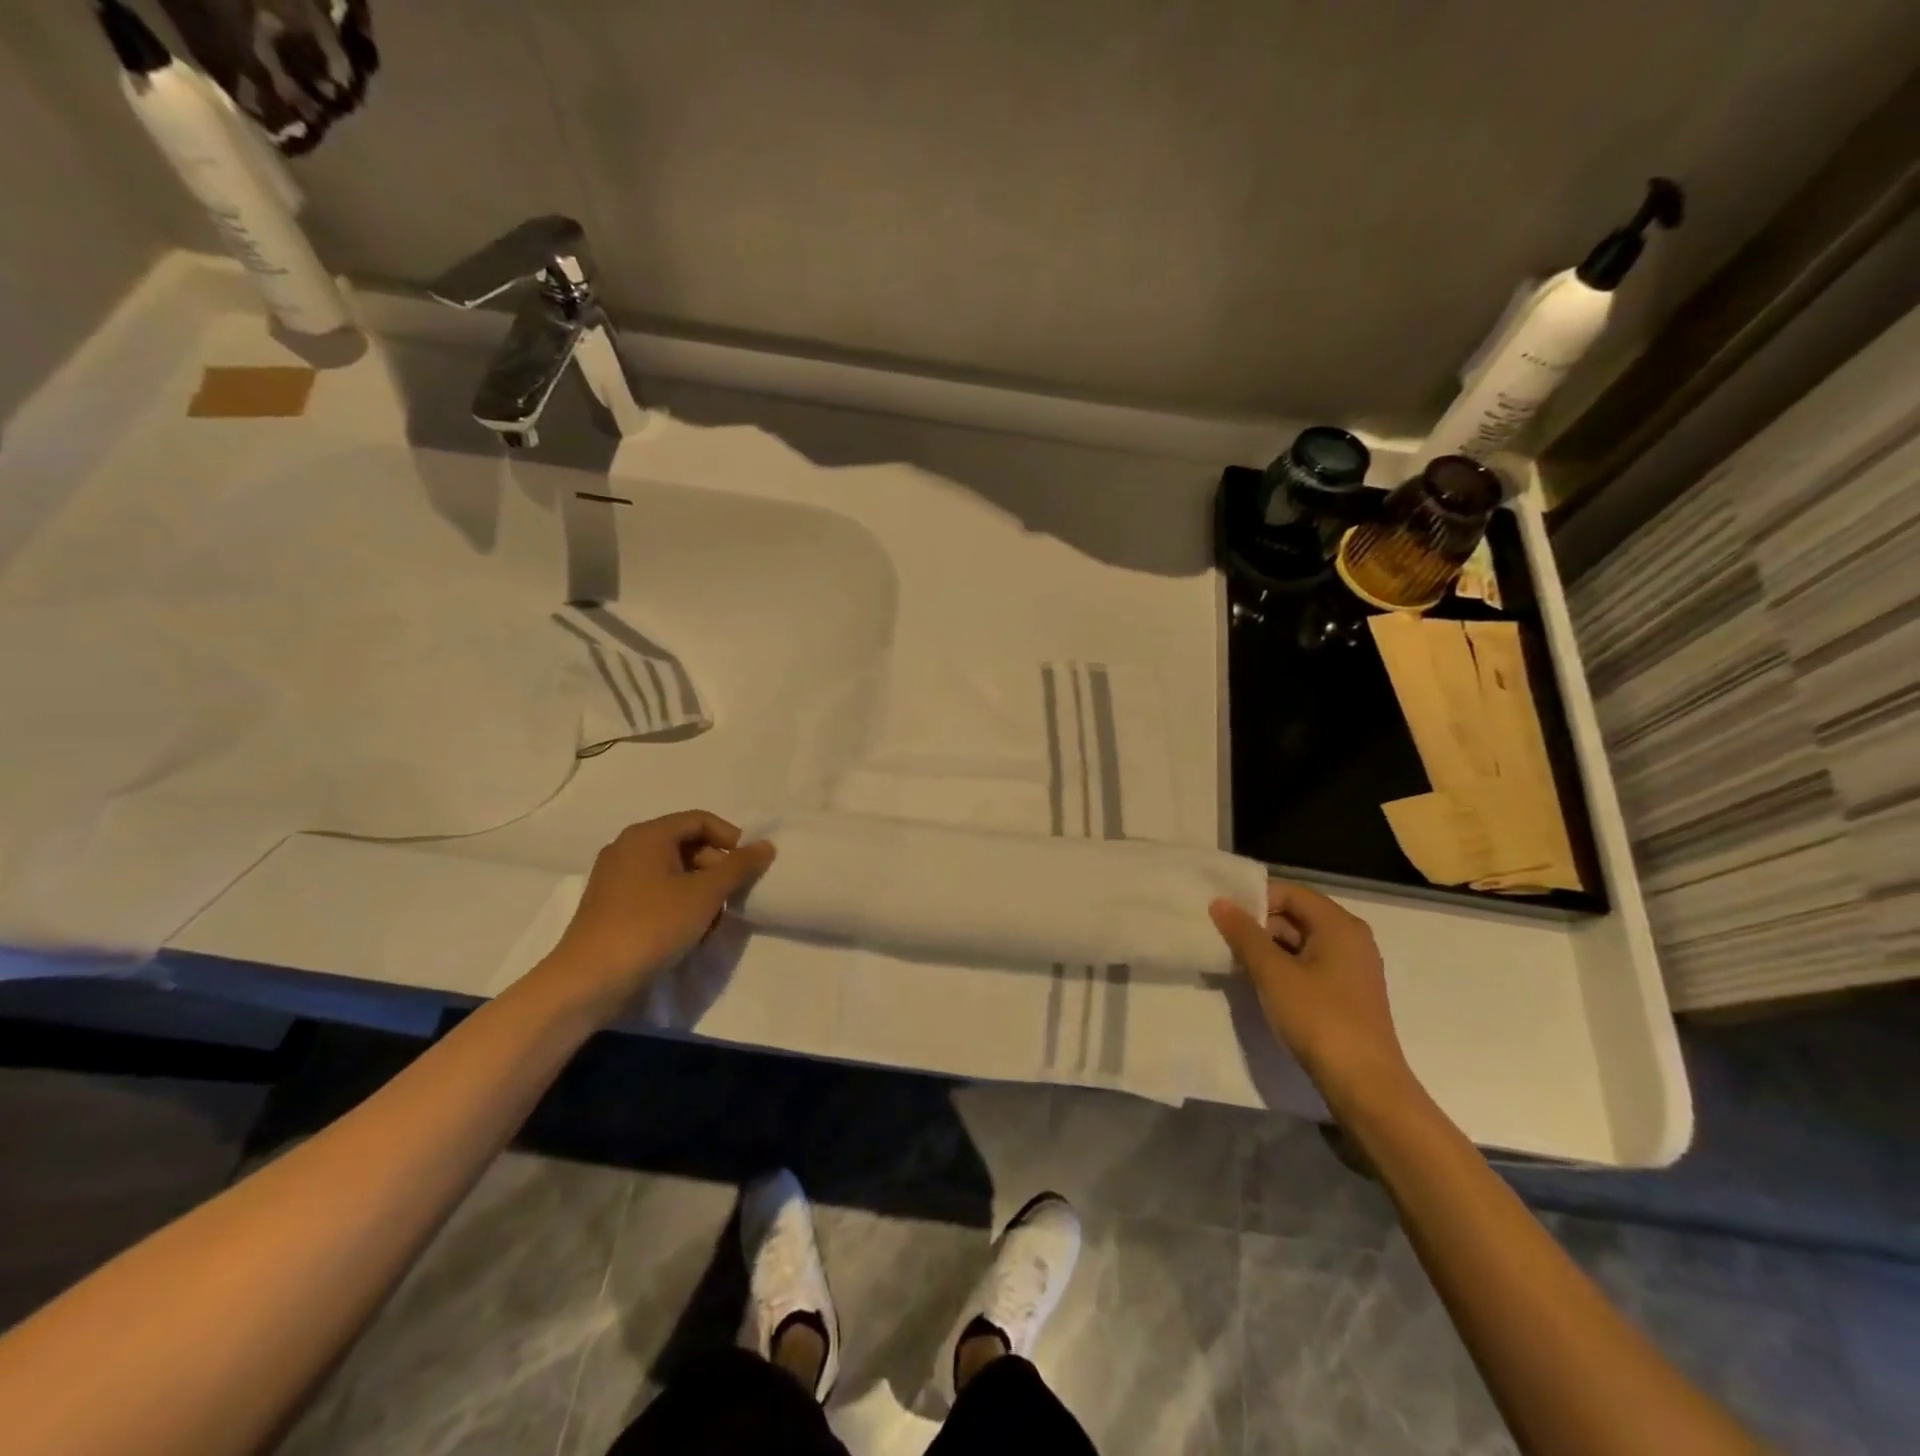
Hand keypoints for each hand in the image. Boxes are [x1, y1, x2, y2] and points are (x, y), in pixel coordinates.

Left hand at [529, 811, 774, 1024]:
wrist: (589, 980)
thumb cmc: (651, 926)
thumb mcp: (704, 894)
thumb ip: (739, 866)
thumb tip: (766, 846)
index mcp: (647, 835)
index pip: (700, 820)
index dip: (731, 839)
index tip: (749, 866)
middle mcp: (628, 847)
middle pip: (686, 844)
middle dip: (716, 869)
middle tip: (732, 898)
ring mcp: (615, 877)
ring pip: (672, 871)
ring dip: (699, 891)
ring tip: (710, 922)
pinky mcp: (610, 905)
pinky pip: (655, 891)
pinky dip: (677, 904)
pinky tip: (687, 933)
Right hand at [1210, 882, 1415, 1110]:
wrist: (1364, 1085)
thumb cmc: (1319, 1018)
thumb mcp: (1273, 973)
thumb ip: (1244, 934)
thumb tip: (1219, 902)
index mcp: (1339, 925)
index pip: (1290, 893)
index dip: (1254, 899)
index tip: (1222, 915)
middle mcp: (1350, 939)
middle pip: (1296, 915)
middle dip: (1258, 925)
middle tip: (1221, 938)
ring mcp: (1351, 968)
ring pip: (1300, 943)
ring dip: (1267, 948)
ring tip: (1233, 961)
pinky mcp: (1346, 994)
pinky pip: (1308, 966)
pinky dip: (1282, 968)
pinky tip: (1258, 983)